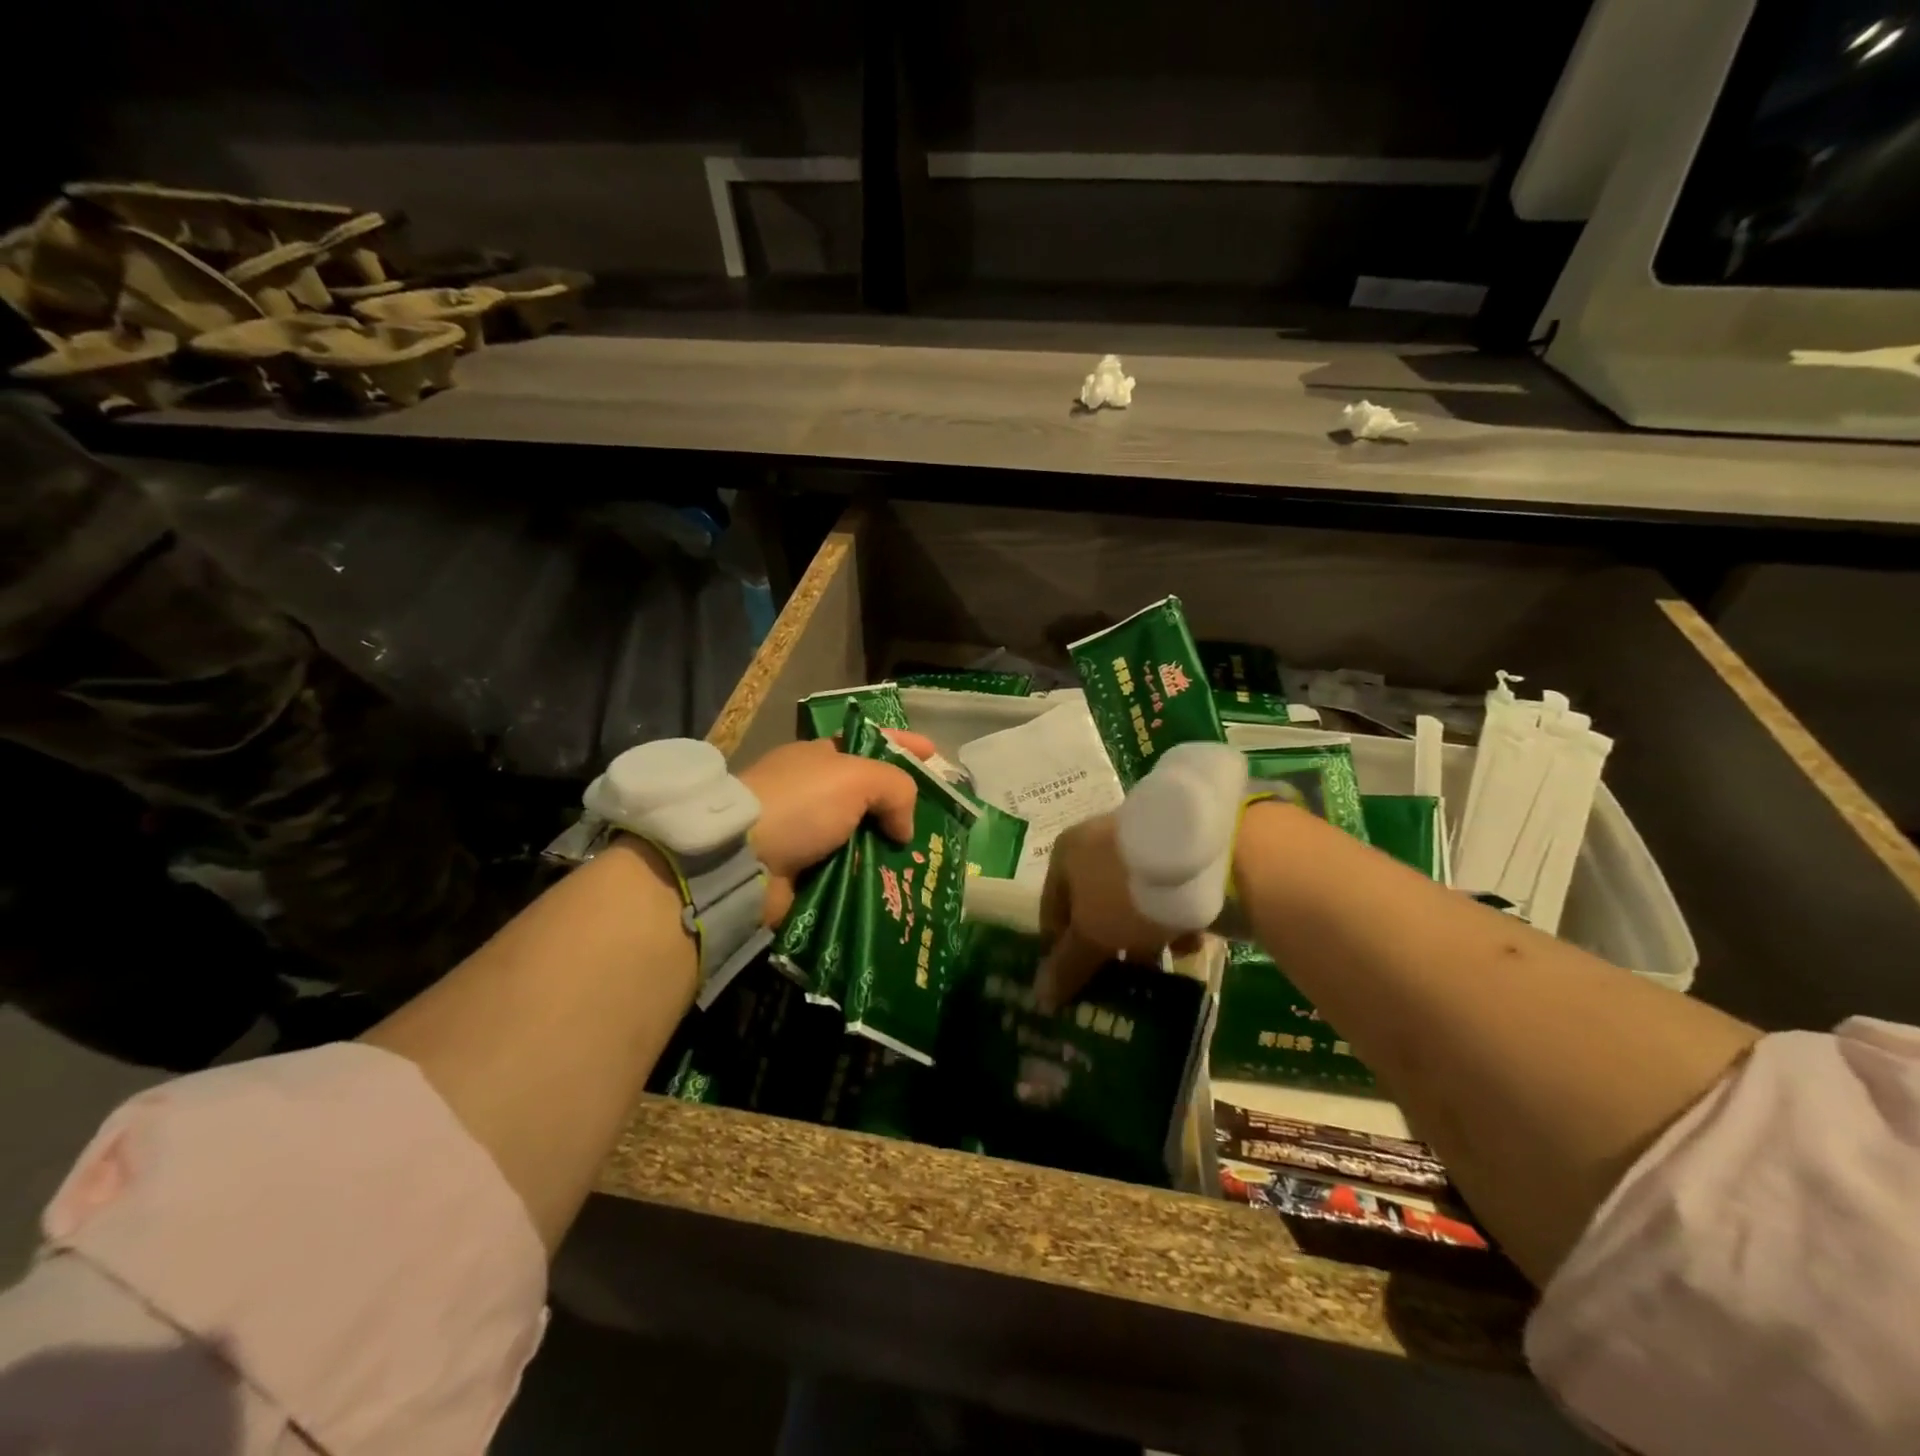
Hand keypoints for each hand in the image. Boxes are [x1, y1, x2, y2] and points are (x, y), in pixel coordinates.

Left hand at [740, 731, 937, 925]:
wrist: (740, 860)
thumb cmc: (800, 804)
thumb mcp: (855, 778)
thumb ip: (895, 789)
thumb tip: (903, 828)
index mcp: (821, 758)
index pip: (871, 743)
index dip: (904, 746)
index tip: (935, 756)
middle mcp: (814, 792)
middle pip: (870, 795)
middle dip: (904, 807)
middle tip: (939, 823)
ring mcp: (808, 834)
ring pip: (863, 837)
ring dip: (890, 850)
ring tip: (925, 864)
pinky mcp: (804, 872)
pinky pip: (849, 873)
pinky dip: (871, 879)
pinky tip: (898, 887)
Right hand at [1037, 813, 1198, 1009]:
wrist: (1200, 854)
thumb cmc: (1125, 892)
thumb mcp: (1092, 935)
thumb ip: (1067, 966)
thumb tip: (1041, 998)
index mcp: (1065, 855)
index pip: (1051, 912)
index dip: (1060, 952)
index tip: (1076, 986)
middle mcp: (1095, 845)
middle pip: (1093, 908)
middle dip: (1106, 947)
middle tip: (1118, 983)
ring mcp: (1136, 847)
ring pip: (1130, 904)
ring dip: (1142, 939)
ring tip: (1158, 971)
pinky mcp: (1174, 855)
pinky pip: (1162, 896)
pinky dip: (1171, 921)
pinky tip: (1186, 946)